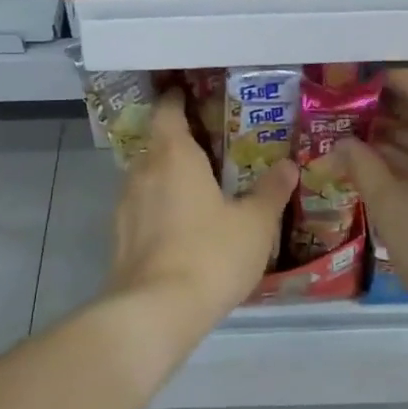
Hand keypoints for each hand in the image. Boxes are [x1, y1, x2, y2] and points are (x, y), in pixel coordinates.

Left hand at [103, 90, 297, 328]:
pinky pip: (141, 208)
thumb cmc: (211, 254)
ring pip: (146, 178)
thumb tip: (288, 165)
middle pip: (156, 144)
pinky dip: (158, 208)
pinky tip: (180, 228)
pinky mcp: (118, 237)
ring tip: (197, 189)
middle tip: (209, 149)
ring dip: (166, 178)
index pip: (167, 111)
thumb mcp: (255, 223)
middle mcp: (143, 171)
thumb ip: (271, 191)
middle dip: (178, 143)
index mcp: (173, 155)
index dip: (177, 100)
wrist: (156, 311)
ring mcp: (125, 205)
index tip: (191, 97)